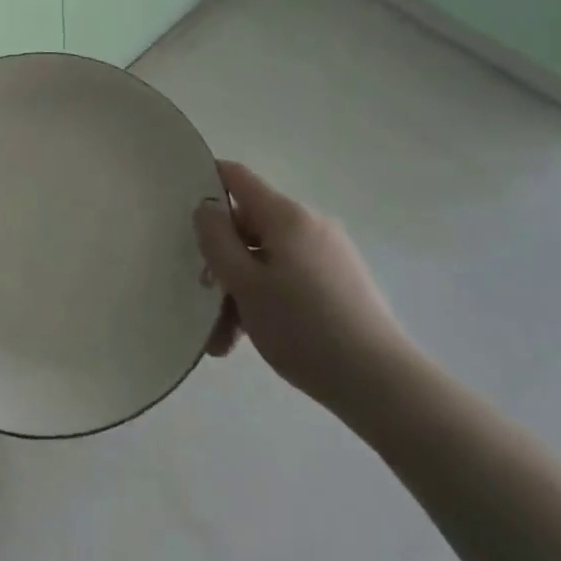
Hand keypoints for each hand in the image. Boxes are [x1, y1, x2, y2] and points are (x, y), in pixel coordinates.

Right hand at [195, 160, 412, 417]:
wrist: (382, 383)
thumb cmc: (303, 327)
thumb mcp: (244, 284)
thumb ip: (216, 241)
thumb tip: (205, 208)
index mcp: (286, 216)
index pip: (237, 177)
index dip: (206, 181)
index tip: (178, 205)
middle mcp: (309, 225)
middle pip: (249, 226)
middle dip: (221, 260)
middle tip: (201, 301)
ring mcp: (329, 254)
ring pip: (267, 259)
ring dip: (240, 291)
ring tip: (224, 341)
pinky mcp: (341, 283)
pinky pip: (290, 278)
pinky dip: (267, 299)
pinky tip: (253, 338)